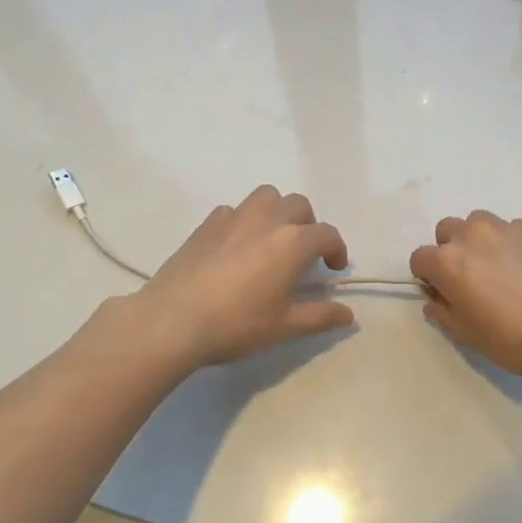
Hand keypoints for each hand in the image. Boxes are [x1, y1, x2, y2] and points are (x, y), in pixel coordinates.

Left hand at [114, 186, 354, 372]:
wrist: (172, 320)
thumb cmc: (236, 324)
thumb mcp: (284, 326)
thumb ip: (320, 317)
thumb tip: (349, 315)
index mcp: (292, 242)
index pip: (326, 234)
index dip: (337, 249)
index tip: (334, 269)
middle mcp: (267, 219)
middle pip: (299, 205)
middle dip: (308, 225)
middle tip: (303, 254)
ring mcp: (234, 217)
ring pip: (267, 196)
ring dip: (277, 211)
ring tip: (272, 239)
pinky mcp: (207, 223)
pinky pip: (234, 210)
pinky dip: (244, 220)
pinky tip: (236, 246)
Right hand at [409, 212, 521, 388]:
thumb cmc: (513, 339)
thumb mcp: (467, 335)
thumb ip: (442, 312)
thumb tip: (434, 300)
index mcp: (448, 262)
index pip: (419, 257)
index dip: (427, 276)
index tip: (441, 292)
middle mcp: (472, 235)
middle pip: (446, 230)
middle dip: (450, 250)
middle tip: (469, 278)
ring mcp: (505, 227)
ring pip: (478, 222)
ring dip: (478, 239)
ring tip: (498, 267)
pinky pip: (511, 229)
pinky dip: (510, 242)